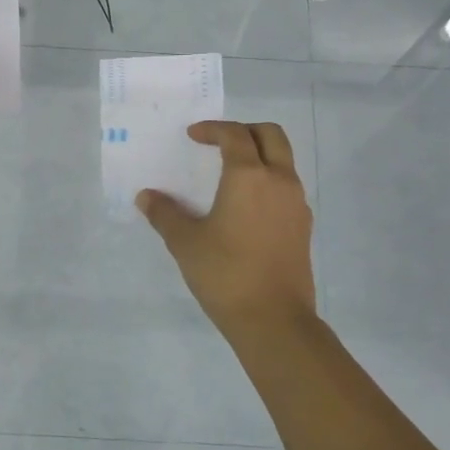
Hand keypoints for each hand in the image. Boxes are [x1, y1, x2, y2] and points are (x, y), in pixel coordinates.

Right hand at [137, 120, 316, 335]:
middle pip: (271, 135)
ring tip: (231, 175)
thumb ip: (165, 214)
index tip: (193, 136)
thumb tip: (146, 197)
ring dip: (260, 155)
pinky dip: (269, 181)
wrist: (274, 320)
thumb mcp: (186, 243)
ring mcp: (296, 203)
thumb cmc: (226, 274)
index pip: (234, 135)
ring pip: (284, 160)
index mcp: (249, 176)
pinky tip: (247, 207)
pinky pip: (287, 187)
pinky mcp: (303, 226)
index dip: (212, 129)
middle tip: (219, 144)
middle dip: (244, 131)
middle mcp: (279, 181)